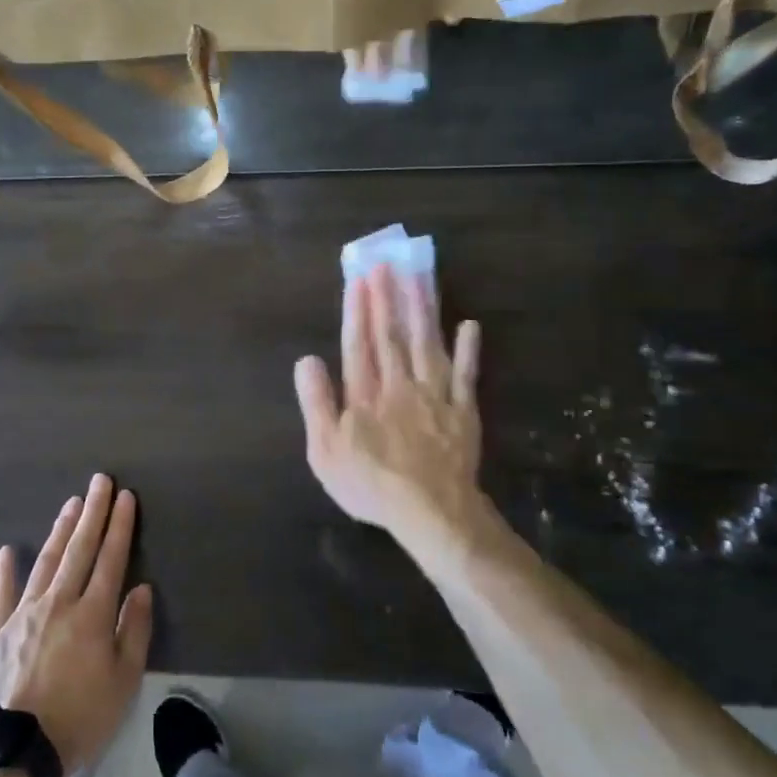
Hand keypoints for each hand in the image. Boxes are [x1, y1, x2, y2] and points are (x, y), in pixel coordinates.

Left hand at [0, 473, 153, 771]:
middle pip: (79, 549)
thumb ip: (135, 631)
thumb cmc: (80, 719)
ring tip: (71, 503)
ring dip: (61, 530)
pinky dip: (5, 570)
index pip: (111, 558)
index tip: (125, 497)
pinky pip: (1, 593)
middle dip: (93, 512)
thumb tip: (141, 589)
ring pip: (46, 561)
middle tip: (100, 480)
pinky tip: (8, 550)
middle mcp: (59, 602)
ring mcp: (23, 613)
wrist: (16, 751)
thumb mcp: (124, 683)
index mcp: (93, 614)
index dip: (119, 526)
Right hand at [294, 262, 491, 547]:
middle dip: (387, 297)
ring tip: (419, 277)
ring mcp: (434, 395)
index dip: (358, 310)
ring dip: (422, 309)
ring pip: (427, 344)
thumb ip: (317, 402)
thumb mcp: (325, 451)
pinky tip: (469, 326)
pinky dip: (468, 351)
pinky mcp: (462, 411)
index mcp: (365, 394)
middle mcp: (399, 385)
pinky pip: (466, 376)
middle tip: (386, 263)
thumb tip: (307, 359)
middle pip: (392, 335)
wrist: (431, 513)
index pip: (359, 343)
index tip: (359, 279)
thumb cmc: (370, 485)